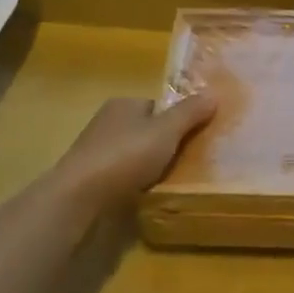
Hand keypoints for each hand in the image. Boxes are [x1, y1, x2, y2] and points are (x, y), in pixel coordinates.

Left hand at [47, 94, 217, 207]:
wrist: (79, 198)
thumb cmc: (126, 156)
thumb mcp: (166, 131)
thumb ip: (190, 113)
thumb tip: (213, 94)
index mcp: (123, 104)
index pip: (156, 106)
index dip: (175, 119)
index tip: (193, 137)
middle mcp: (106, 122)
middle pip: (145, 130)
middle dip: (163, 144)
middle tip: (188, 161)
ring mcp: (95, 152)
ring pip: (133, 155)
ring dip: (149, 166)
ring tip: (170, 181)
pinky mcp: (89, 179)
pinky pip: (121, 177)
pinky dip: (134, 184)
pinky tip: (145, 195)